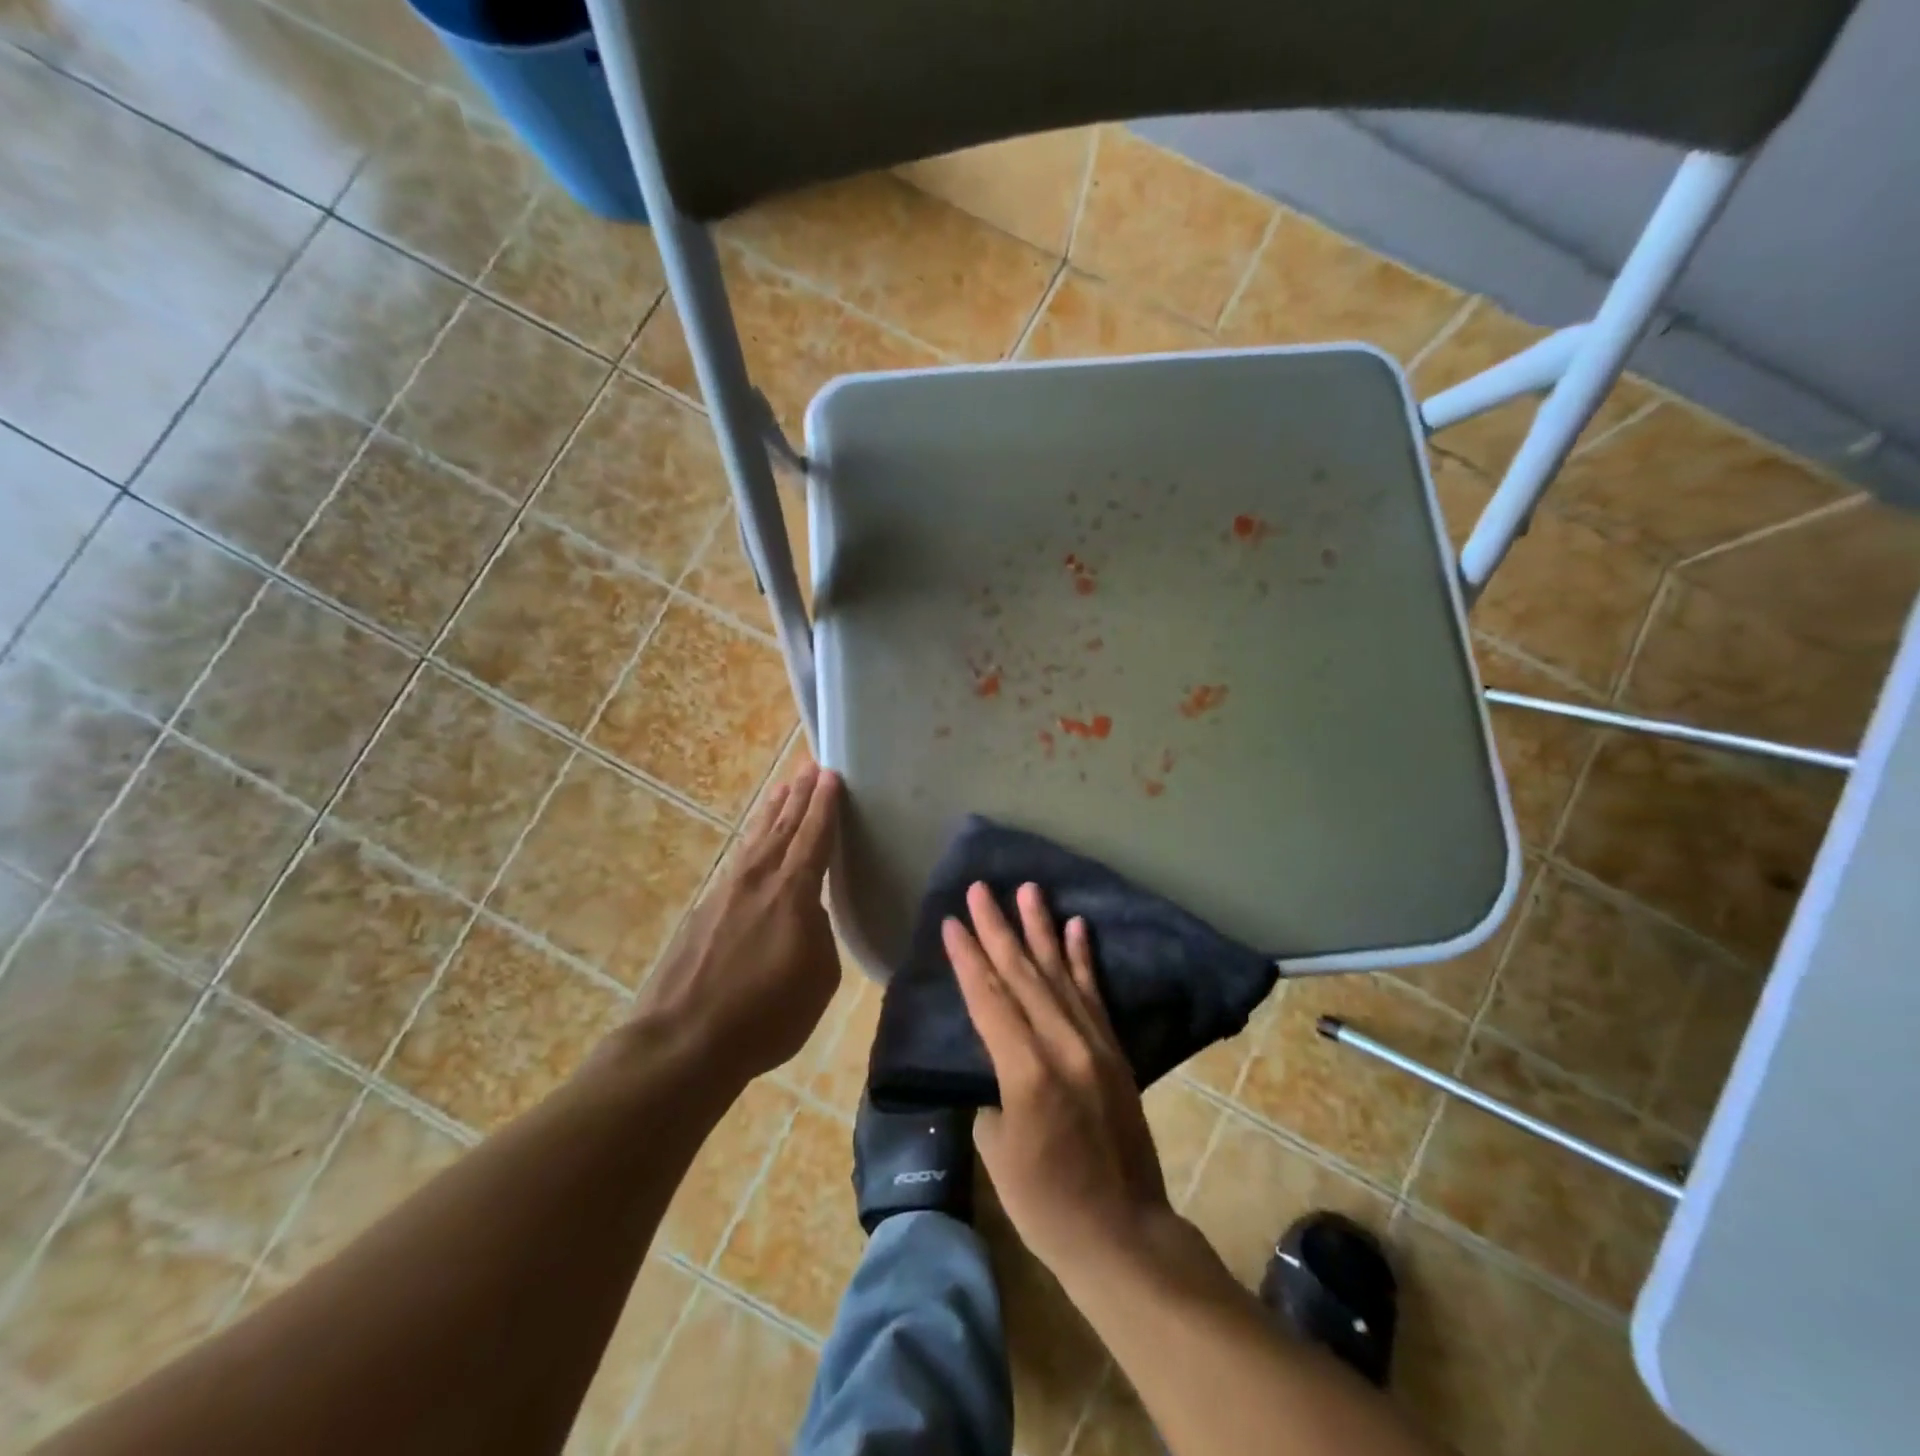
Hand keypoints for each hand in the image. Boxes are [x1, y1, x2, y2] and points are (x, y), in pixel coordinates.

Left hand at [635, 763, 842, 1083]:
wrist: (683, 1042)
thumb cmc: (765, 1016)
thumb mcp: (818, 979)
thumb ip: (818, 934)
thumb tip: (807, 914)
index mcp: (792, 893)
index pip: (814, 837)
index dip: (824, 806)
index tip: (830, 775)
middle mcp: (758, 880)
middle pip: (783, 827)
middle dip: (799, 795)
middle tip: (810, 767)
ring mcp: (726, 892)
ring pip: (756, 839)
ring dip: (772, 811)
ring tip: (783, 786)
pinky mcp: (705, 911)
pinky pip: (738, 860)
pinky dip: (752, 840)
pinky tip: (754, 842)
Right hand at [944, 882, 1172, 1275]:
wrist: (1122, 1234)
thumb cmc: (1046, 1205)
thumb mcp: (998, 1153)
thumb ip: (993, 1095)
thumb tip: (997, 1068)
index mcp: (1026, 1072)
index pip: (989, 1000)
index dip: (968, 958)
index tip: (951, 922)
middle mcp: (1062, 1045)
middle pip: (1022, 974)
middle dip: (997, 928)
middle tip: (980, 888)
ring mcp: (1093, 1044)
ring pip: (1059, 973)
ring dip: (1040, 928)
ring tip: (1028, 889)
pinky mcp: (1113, 1050)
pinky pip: (1094, 994)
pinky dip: (1082, 958)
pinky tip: (1075, 926)